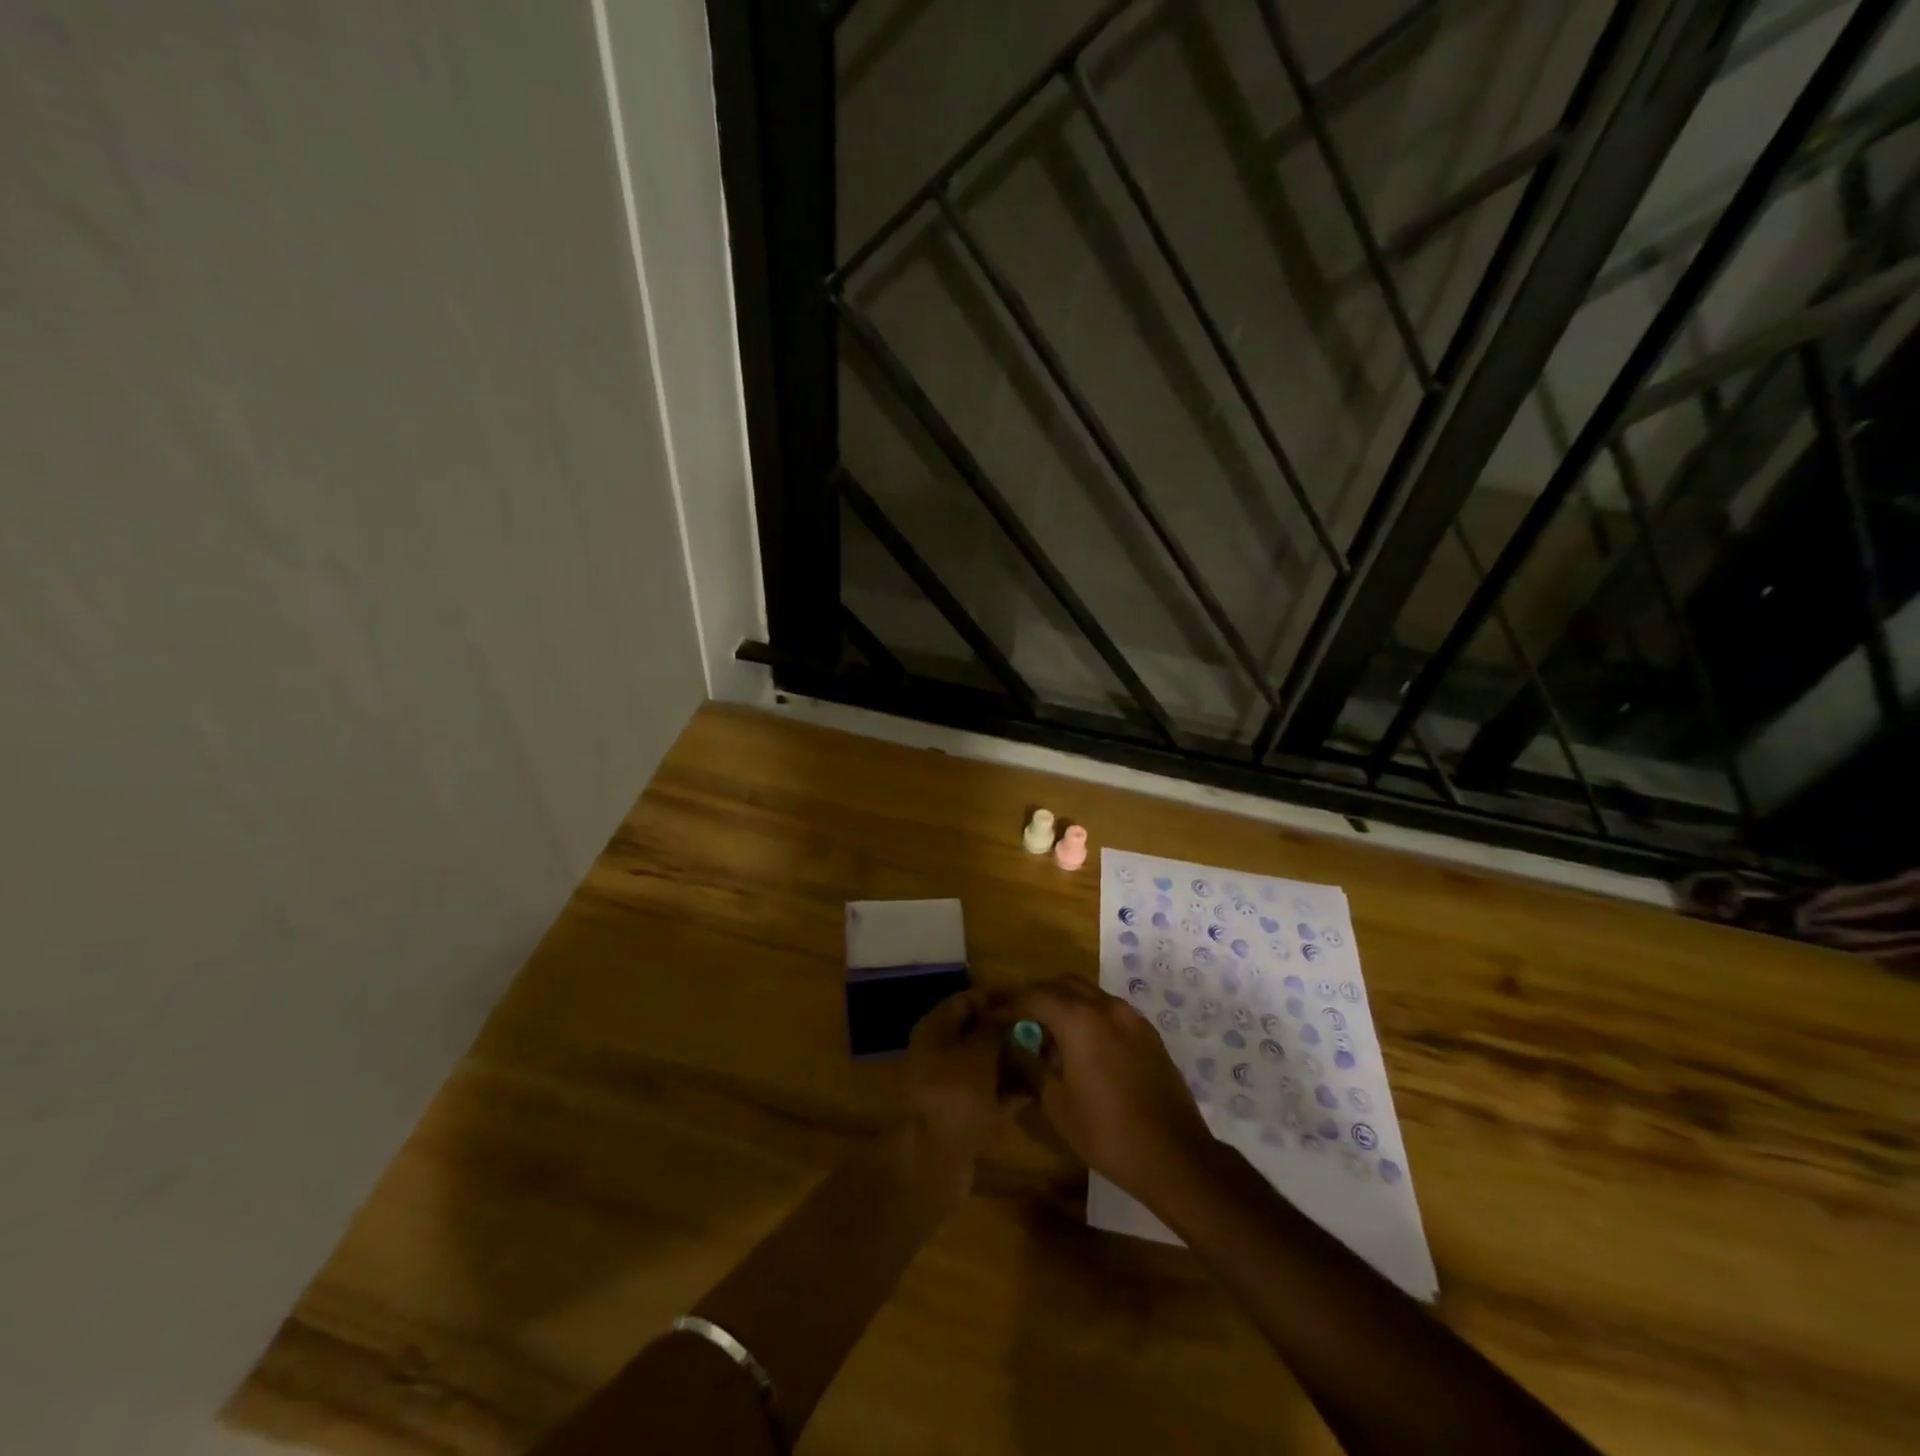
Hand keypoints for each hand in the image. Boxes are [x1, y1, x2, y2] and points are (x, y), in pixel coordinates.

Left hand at [903, 990, 1024, 1190]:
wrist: (934, 1159)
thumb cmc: (955, 1091)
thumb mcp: (980, 1049)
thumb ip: (996, 1026)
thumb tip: (1009, 1013)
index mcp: (935, 1029)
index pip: (967, 1000)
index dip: (996, 997)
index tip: (1028, 999)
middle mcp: (939, 1053)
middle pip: (978, 1033)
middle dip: (1009, 1031)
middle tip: (1043, 1030)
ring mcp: (950, 1086)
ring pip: (986, 1065)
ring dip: (1012, 1061)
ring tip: (1046, 1056)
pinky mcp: (962, 1115)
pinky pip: (990, 1094)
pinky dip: (1010, 1091)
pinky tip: (1037, 1088)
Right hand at [1007, 979, 1213, 1207]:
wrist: (1174, 1155)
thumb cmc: (1107, 1132)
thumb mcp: (1057, 1104)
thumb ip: (1032, 1066)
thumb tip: (1016, 1047)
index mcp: (1079, 1019)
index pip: (1034, 997)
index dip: (1009, 1004)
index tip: (990, 1013)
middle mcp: (1106, 1006)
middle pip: (1062, 984)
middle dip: (1036, 995)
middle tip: (1015, 1015)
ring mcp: (1131, 1017)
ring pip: (1088, 993)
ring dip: (1063, 1003)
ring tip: (1046, 1031)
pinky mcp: (1147, 1033)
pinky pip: (1108, 1010)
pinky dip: (1087, 1015)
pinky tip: (1080, 1045)